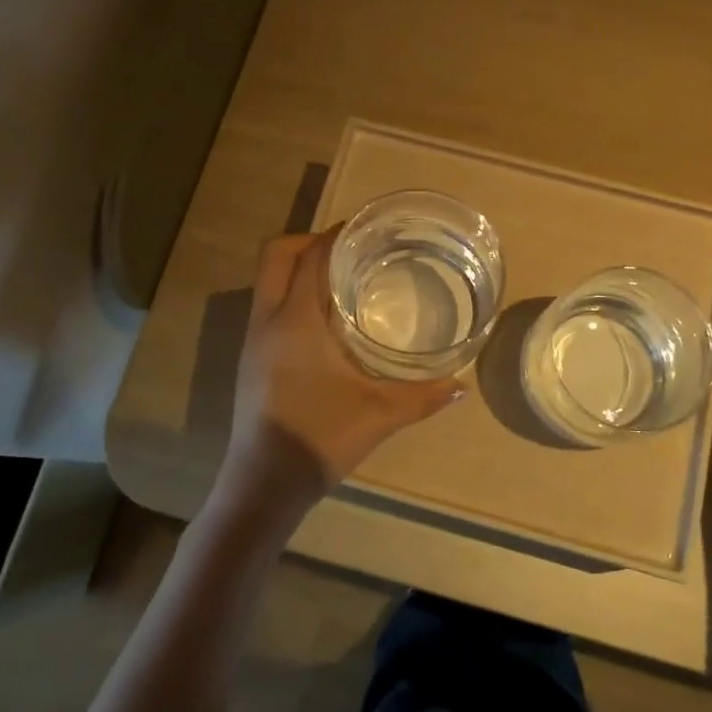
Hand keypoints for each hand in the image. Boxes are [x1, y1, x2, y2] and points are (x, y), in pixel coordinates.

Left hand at [210, 229, 464, 530]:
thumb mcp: (379, 414)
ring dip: (298, 268)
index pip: (311, 257)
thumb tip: (462, 386)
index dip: (335, 235)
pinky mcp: (250, 358)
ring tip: (341, 279)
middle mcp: (268, 320)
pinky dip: (291, 294)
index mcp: (296, 321)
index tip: (364, 228)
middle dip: (309, 242)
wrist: (264, 482)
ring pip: (267, 280)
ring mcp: (254, 339)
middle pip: (276, 255)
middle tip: (349, 250)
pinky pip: (268, 305)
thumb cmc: (320, 438)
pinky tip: (324, 321)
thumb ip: (423, 397)